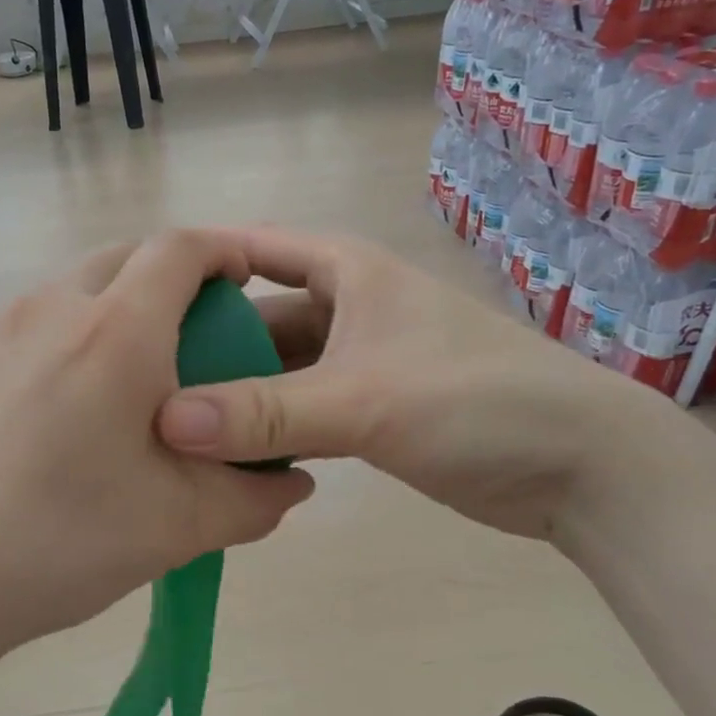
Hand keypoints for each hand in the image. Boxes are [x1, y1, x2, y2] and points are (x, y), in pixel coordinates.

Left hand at [0, 231, 314, 674]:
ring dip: (122, 302)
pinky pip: (40, 318)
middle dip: (175, 276)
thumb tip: (296, 483)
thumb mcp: (180, 527)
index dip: (225, 251)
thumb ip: (255, 498)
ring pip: (79, 284)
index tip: (249, 282)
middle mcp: (53, 307)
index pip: (180, 249)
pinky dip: (77, 329)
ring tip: (141, 370)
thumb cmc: (62, 541)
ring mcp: (0, 329)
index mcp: (114, 331)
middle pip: (127, 255)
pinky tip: (78, 402)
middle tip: (203, 333)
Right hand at [155, 227, 651, 538]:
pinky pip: (300, 409)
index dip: (195, 265)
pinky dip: (268, 427)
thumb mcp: (363, 399)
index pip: (252, 249)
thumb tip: (166, 422)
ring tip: (169, 422)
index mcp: (345, 273)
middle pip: (256, 317)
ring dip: (235, 393)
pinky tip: (225, 454)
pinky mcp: (371, 410)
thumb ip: (264, 412)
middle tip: (138, 381)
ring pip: (276, 369)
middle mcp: (346, 308)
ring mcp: (358, 361)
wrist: (582, 466)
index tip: (133, 296)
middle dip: (205, 344)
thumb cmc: (475, 401)